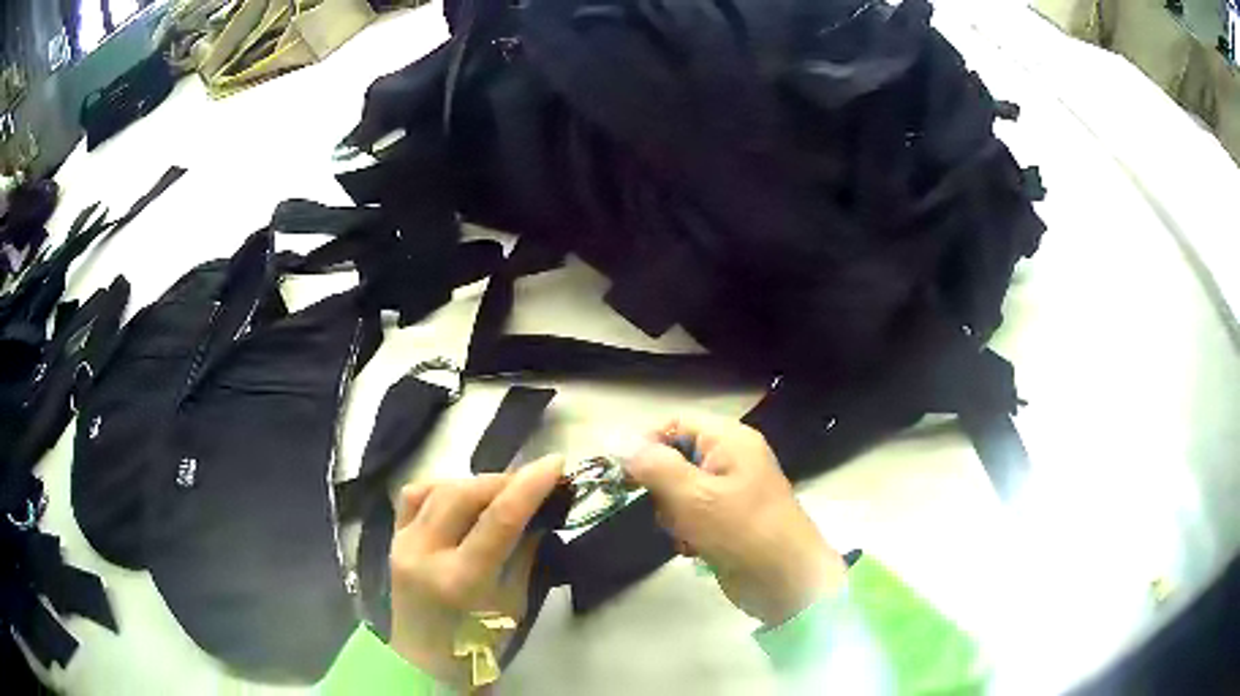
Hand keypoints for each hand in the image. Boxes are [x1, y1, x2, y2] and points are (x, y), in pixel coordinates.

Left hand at [387, 455, 563, 686]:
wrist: (423, 661)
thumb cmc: (478, 645)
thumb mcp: (512, 605)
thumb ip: (523, 556)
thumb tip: (540, 515)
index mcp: (461, 581)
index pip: (498, 520)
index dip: (529, 487)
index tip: (555, 463)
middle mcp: (425, 554)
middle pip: (464, 495)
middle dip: (503, 480)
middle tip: (532, 478)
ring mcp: (403, 543)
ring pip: (438, 488)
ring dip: (475, 481)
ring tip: (501, 488)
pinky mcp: (393, 539)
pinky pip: (414, 495)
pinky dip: (442, 486)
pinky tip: (462, 494)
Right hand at [625, 416, 845, 626]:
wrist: (786, 580)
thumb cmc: (741, 530)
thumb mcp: (692, 496)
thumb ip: (654, 467)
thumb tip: (622, 443)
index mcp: (729, 440)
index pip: (676, 424)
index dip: (648, 444)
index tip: (626, 474)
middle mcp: (732, 459)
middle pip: (676, 459)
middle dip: (663, 488)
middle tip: (668, 510)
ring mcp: (732, 491)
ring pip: (681, 491)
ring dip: (674, 515)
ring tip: (686, 534)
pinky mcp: (730, 520)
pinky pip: (694, 515)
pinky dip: (688, 530)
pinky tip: (694, 549)